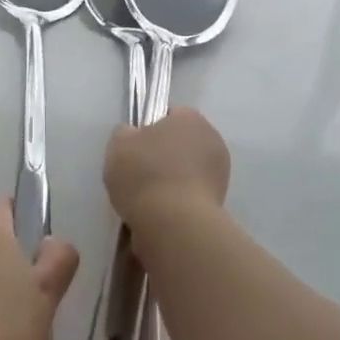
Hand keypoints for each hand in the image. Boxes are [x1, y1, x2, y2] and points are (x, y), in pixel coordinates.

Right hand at [105, 108, 229, 235]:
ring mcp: (220, 172)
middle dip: (162, 156)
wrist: (174, 224)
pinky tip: (160, 214)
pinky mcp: (220, 202)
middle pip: (180, 143)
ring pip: (187, 170)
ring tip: (147, 199)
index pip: (168, 115)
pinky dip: (178, 201)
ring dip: (171, 180)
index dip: (148, 130)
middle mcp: (212, 139)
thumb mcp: (118, 144)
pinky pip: (191, 195)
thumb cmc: (145, 174)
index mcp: (190, 117)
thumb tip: (133, 137)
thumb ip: (125, 134)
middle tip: (138, 174)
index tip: (134, 149)